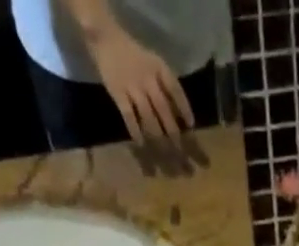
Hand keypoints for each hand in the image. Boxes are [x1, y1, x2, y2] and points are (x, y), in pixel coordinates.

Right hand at [85, 21, 194, 140]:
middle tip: (180, 150)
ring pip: (148, 116)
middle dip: (173, 132)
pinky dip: (135, 131)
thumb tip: (179, 115)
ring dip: (157, 137)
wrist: (107, 39)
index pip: (175, 89)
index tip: (191, 126)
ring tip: (164, 154)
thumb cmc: (135, 57)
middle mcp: (147, 78)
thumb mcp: (153, 64)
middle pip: (163, 109)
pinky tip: (141, 144)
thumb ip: (165, 86)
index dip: (184, 108)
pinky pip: (129, 116)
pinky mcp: (118, 93)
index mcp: (159, 68)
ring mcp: (132, 86)